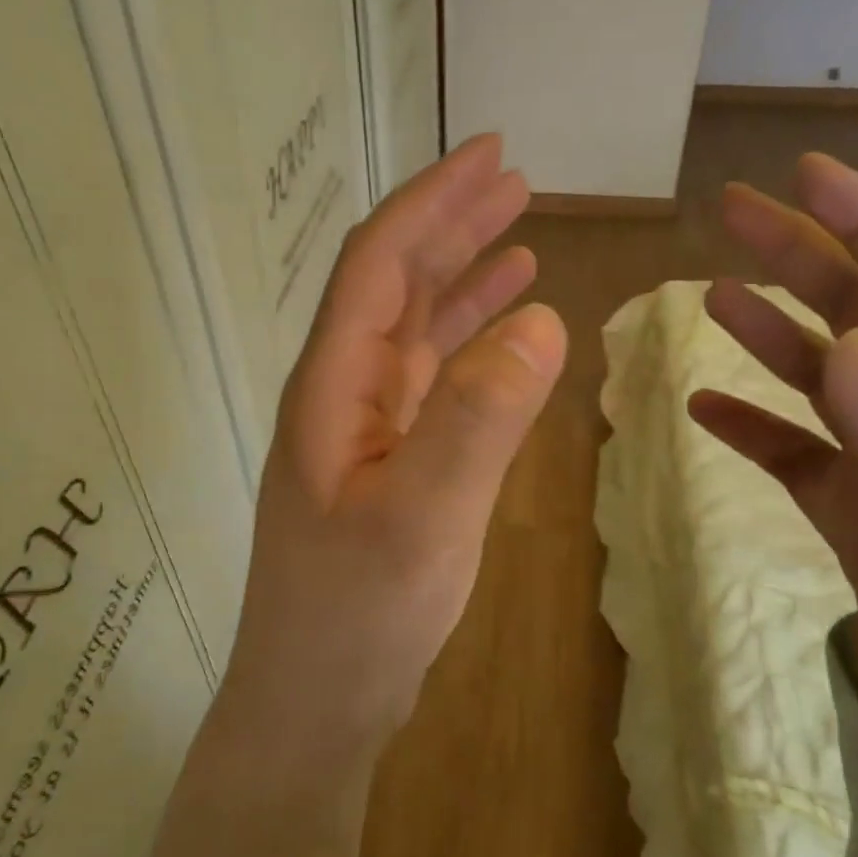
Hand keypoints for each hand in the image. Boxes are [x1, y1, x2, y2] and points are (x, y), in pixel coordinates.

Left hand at [218, 136, 567, 757]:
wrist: (315, 701)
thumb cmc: (356, 617)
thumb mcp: (422, 520)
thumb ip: (478, 420)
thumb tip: (543, 320)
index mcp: (333, 384)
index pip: (380, 263)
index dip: (432, 202)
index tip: (490, 155)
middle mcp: (342, 389)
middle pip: (395, 281)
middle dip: (451, 223)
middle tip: (514, 178)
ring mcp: (364, 425)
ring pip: (415, 326)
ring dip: (463, 275)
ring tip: (520, 233)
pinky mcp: (387, 459)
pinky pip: (431, 377)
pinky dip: (470, 340)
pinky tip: (507, 328)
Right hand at [688, 154, 857, 758]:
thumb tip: (849, 349)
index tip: (808, 175)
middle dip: (800, 251)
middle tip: (732, 208)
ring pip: (817, 372)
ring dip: (766, 327)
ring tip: (713, 293)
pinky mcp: (845, 504)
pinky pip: (786, 448)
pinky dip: (746, 422)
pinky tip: (703, 407)